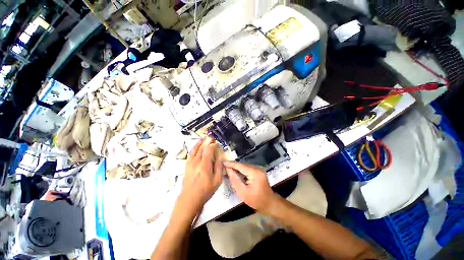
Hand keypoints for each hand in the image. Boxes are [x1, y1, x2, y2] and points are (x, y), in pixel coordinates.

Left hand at [178, 138, 223, 216]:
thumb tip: (220, 155)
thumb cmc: (205, 190)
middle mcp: (196, 162)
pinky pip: (190, 153)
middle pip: (202, 148)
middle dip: (207, 141)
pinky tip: (196, 146)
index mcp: (204, 165)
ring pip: (195, 149)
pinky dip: (194, 148)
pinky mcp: (187, 165)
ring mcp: (190, 163)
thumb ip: (219, 166)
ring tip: (203, 138)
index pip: (208, 150)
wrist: (189, 198)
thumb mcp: (217, 180)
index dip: (212, 145)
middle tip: (211, 137)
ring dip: (199, 143)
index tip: (216, 142)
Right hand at [223, 161, 279, 213]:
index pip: (241, 166)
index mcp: (254, 173)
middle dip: (233, 165)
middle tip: (224, 166)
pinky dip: (241, 169)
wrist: (269, 203)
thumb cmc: (256, 200)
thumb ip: (235, 180)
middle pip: (243, 164)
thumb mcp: (243, 192)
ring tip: (228, 168)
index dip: (231, 164)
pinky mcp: (258, 171)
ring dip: (237, 167)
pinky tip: (236, 171)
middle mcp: (257, 168)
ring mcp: (259, 169)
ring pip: (245, 166)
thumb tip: (228, 170)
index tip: (223, 162)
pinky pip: (248, 168)